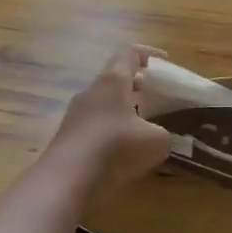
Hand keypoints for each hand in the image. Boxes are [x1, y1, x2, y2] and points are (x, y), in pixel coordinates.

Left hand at [46, 45, 176, 193]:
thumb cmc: (116, 148)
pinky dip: (111, 133)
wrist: (66, 180)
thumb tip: (161, 137)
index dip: (148, 53)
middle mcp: (91, 92)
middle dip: (139, 86)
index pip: (128, 52)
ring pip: (104, 104)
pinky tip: (124, 153)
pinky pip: (94, 127)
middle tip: (159, 99)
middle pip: (115, 78)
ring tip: (144, 129)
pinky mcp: (67, 138)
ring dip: (124, 111)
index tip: (165, 63)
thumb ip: (164, 134)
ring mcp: (75, 115)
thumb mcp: (156, 141)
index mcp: (113, 81)